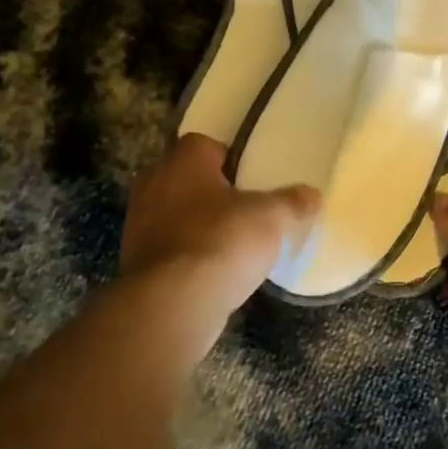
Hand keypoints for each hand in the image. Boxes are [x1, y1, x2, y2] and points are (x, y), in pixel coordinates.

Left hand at [117, 135, 319, 353]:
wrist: (173, 303)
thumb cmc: (222, 240)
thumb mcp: (272, 218)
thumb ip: (293, 202)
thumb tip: (312, 194)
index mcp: (183, 160)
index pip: (205, 145)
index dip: (230, 159)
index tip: (252, 179)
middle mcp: (153, 183)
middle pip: (187, 178)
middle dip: (212, 192)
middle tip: (244, 209)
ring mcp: (138, 224)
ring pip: (175, 214)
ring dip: (197, 225)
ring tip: (231, 244)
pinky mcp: (135, 262)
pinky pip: (168, 248)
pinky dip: (187, 255)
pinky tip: (212, 272)